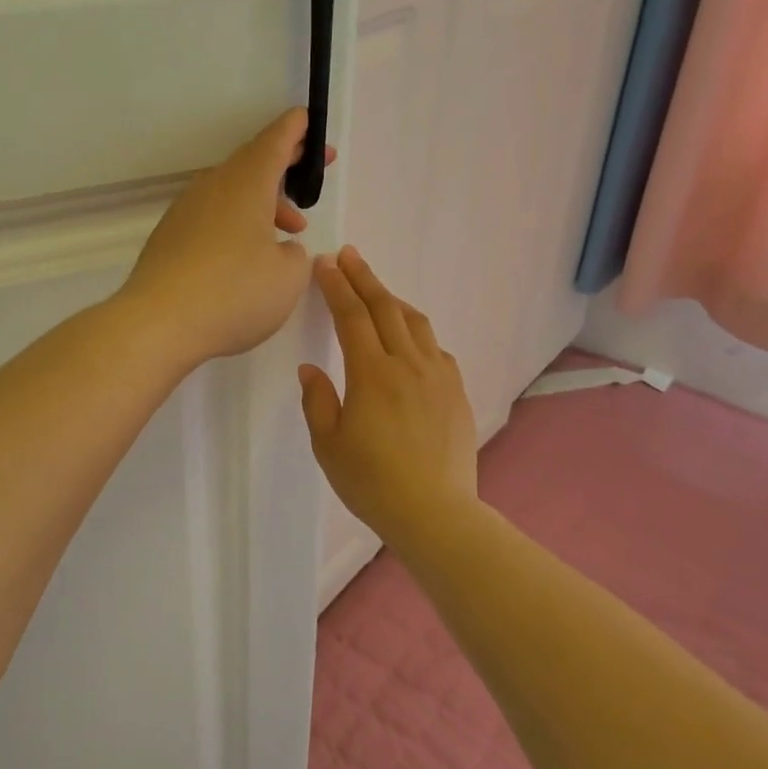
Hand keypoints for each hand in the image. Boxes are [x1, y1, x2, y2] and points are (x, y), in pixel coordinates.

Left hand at [119, 108, 331, 366]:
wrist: (157, 323)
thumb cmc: (233, 294)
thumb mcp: (287, 277)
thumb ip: (294, 255)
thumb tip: (280, 248)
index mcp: (245, 184)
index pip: (274, 141)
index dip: (296, 130)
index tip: (308, 121)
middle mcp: (212, 188)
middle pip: (251, 164)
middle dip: (284, 167)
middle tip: (310, 176)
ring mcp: (185, 212)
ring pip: (231, 194)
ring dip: (263, 204)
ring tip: (289, 233)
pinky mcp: (169, 238)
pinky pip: (212, 217)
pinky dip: (237, 224)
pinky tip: (246, 257)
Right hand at [299, 247, 479, 540]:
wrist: (434, 512)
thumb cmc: (371, 482)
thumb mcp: (328, 444)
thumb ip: (317, 400)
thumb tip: (311, 368)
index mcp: (372, 374)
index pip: (352, 317)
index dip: (337, 286)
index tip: (326, 264)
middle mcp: (408, 365)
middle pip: (385, 308)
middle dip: (364, 278)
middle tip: (349, 256)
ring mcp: (438, 376)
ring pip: (415, 323)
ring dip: (392, 299)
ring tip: (376, 290)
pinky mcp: (456, 393)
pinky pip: (435, 348)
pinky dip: (416, 332)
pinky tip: (409, 339)